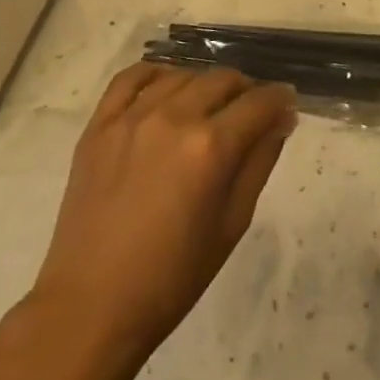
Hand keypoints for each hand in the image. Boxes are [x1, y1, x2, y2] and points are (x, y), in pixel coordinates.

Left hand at [28, 64, 296, 363]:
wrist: (92, 305)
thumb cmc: (173, 277)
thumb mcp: (232, 224)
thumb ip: (260, 162)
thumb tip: (281, 119)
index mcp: (210, 147)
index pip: (259, 103)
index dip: (280, 99)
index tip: (287, 104)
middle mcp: (173, 118)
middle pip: (222, 80)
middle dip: (246, 90)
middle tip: (251, 112)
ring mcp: (131, 117)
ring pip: (182, 75)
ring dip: (205, 84)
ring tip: (210, 107)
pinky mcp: (99, 125)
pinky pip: (131, 77)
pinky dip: (156, 73)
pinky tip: (167, 87)